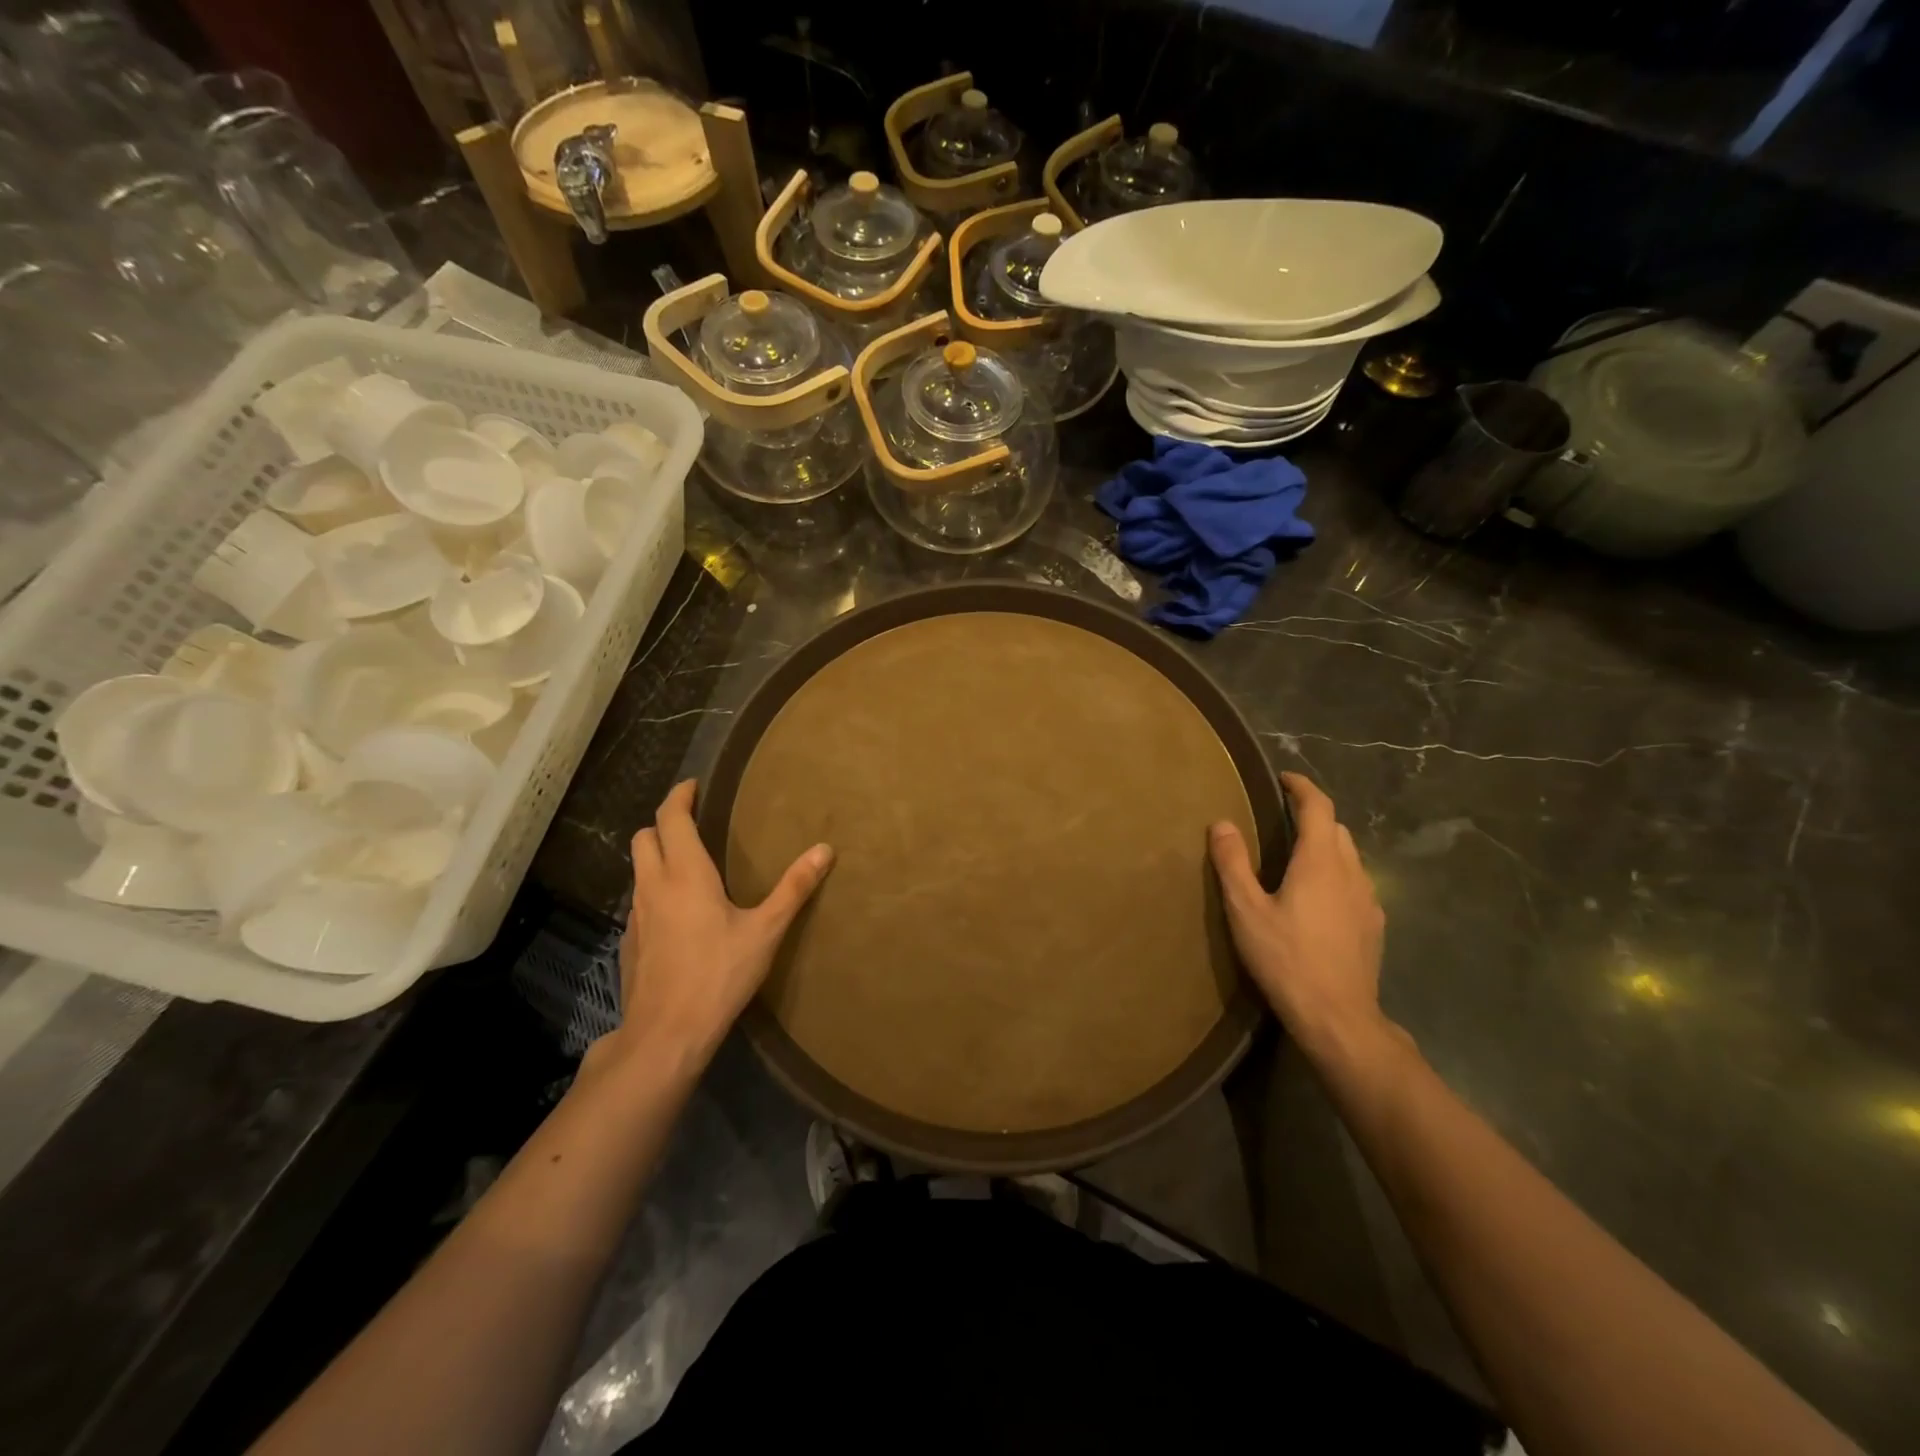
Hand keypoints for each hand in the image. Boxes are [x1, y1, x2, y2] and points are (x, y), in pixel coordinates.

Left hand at [604, 780, 832, 1076]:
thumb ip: (794, 888)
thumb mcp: (765, 931)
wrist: (665, 1035)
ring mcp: (636, 916)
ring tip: (690, 865)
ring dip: (658, 856)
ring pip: (639, 869)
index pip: (671, 818)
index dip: (680, 796)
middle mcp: (653, 886)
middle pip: (644, 837)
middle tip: (694, 822)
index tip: (693, 785)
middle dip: (665, 822)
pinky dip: (655, 890)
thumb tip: (825, 849)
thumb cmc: (718, 975)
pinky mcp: (630, 942)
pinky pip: (640, 901)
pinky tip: (679, 914)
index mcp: (685, 874)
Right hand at [1209, 772, 1392, 1065]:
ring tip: (1296, 857)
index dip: (1301, 786)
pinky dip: (1336, 874)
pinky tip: (1318, 898)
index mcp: (1320, 861)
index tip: (1283, 778)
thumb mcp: (1245, 910)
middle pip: (1336, 828)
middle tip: (1281, 818)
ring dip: (1325, 845)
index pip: (1318, 806)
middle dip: (1312, 815)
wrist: (1338, 1018)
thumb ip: (1233, 863)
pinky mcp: (1374, 925)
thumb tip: (1222, 823)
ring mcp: (1368, 900)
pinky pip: (1356, 883)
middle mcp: (1351, 871)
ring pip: (1349, 856)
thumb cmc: (1286, 958)